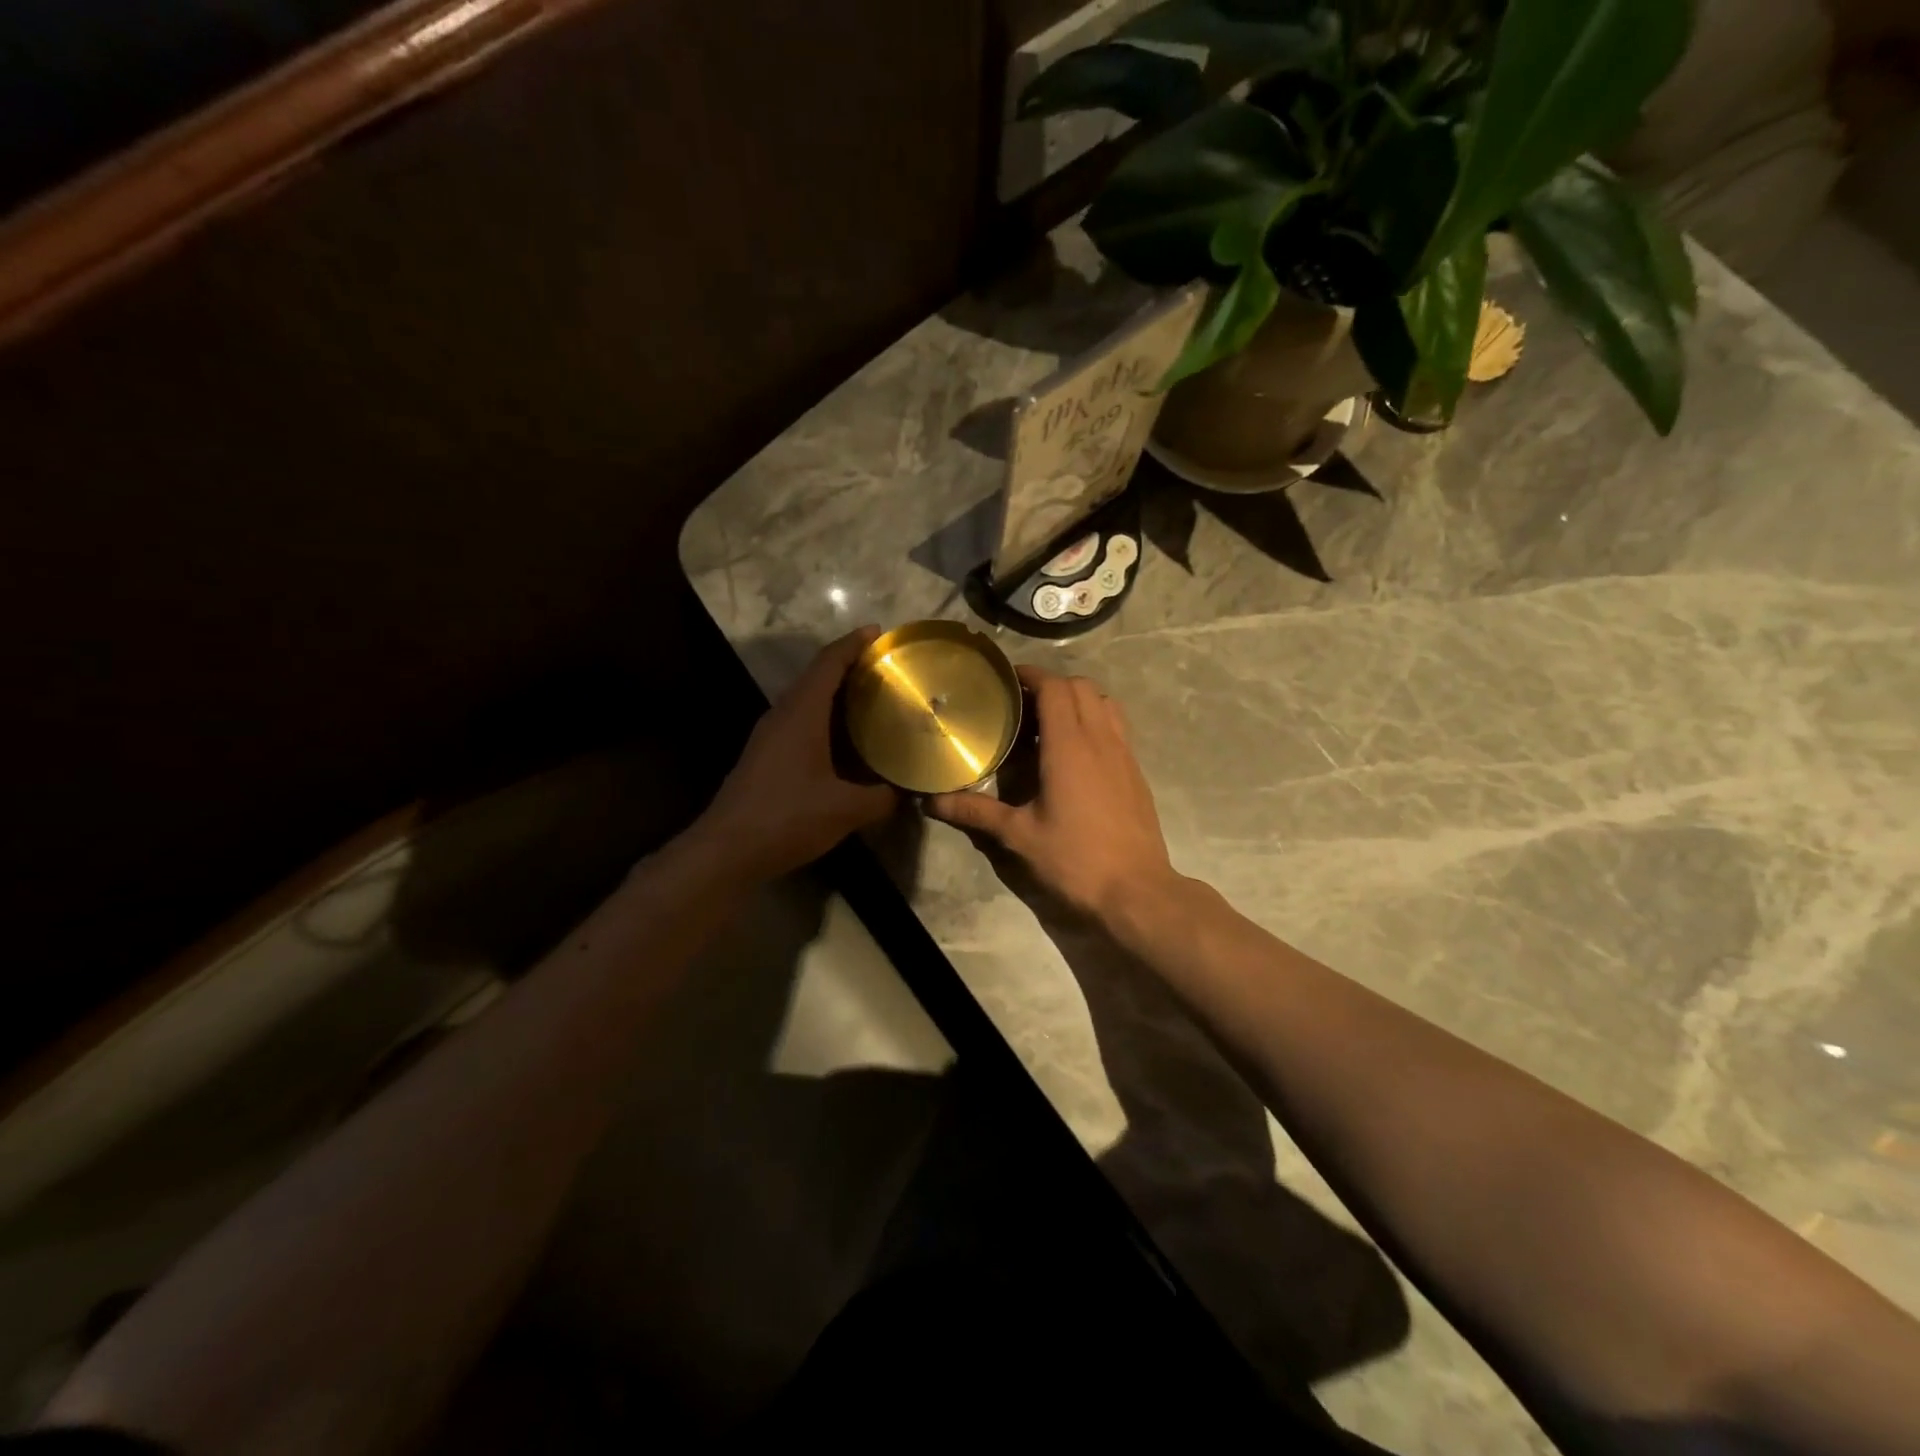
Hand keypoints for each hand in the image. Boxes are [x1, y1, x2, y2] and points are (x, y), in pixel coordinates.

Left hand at [694, 628, 898, 880]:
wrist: (726, 850)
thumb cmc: (787, 818)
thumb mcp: (845, 810)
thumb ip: (882, 798)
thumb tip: (908, 793)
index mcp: (801, 713)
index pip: (828, 663)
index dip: (853, 643)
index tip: (878, 632)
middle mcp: (782, 715)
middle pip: (816, 677)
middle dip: (850, 666)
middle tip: (886, 669)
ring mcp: (769, 736)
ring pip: (806, 701)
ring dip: (836, 695)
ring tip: (873, 700)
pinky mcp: (765, 757)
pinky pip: (800, 723)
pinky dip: (826, 720)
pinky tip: (846, 741)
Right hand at [927, 666, 1176, 923]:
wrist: (1136, 891)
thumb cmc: (1075, 860)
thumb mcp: (1019, 837)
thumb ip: (975, 812)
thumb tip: (931, 802)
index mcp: (1070, 746)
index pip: (1055, 688)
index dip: (1031, 675)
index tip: (1007, 679)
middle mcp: (1101, 739)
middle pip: (1082, 686)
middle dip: (1052, 684)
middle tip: (1022, 703)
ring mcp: (1124, 753)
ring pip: (1105, 702)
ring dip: (1078, 699)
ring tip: (1050, 720)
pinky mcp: (1136, 771)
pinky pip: (1117, 726)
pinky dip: (1095, 719)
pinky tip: (1076, 751)